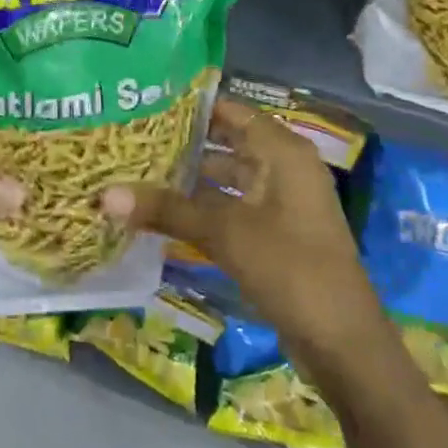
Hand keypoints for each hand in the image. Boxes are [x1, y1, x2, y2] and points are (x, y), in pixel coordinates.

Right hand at [100, 98, 384, 377]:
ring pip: (229, 178)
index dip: (193, 106)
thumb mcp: (224, 233)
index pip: (232, 111)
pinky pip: (234, 208)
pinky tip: (166, 213)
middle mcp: (284, 168)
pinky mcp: (276, 235)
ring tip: (140, 172)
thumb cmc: (289, 267)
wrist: (343, 343)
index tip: (147, 104)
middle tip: (133, 138)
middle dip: (185, 143)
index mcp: (283, 152)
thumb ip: (167, 209)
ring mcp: (282, 204)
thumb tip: (104, 194)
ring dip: (191, 178)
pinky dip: (204, 207)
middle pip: (229, 143)